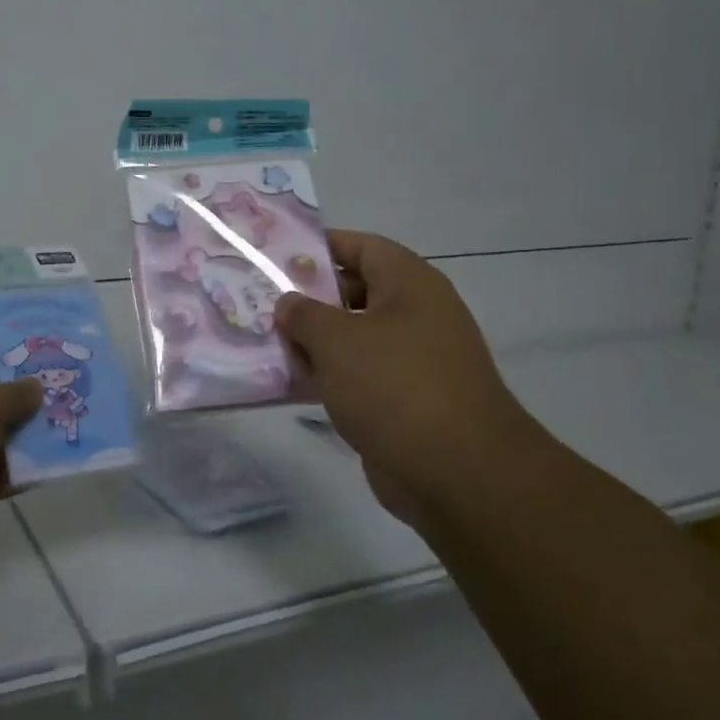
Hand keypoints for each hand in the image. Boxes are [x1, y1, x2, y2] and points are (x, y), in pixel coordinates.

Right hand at [276, 231, 541, 526]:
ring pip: (353, 337)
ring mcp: (412, 359)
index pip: (361, 246)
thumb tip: (289, 303)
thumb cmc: (395, 386)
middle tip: (261, 302)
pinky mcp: (404, 400)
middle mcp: (415, 314)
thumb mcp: (337, 339)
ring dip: (313, 342)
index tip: (276, 256)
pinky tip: (290, 383)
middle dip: (308, 298)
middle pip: (354, 291)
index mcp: (409, 284)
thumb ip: (304, 314)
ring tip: (265, 342)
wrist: (458, 472)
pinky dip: (328, 376)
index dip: (320, 247)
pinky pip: (358, 376)